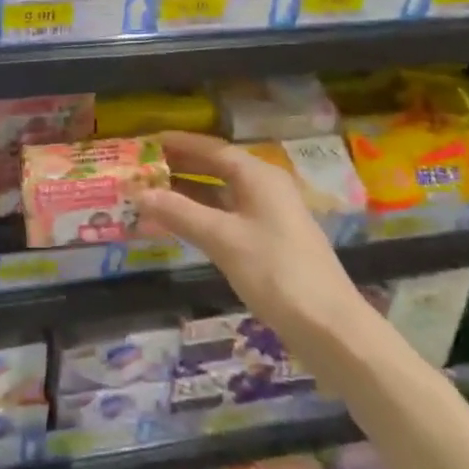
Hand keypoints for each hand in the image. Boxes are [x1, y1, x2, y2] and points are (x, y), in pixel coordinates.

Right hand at [138, 131, 371, 346]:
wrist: (330, 328)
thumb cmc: (276, 272)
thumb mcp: (223, 239)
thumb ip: (179, 213)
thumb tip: (139, 193)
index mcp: (258, 176)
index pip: (212, 148)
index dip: (179, 143)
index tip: (147, 140)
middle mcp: (265, 188)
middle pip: (216, 168)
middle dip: (180, 167)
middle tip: (142, 168)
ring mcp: (268, 216)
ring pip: (220, 194)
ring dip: (187, 193)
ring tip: (150, 194)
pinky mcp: (268, 242)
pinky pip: (227, 217)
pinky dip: (201, 216)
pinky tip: (178, 224)